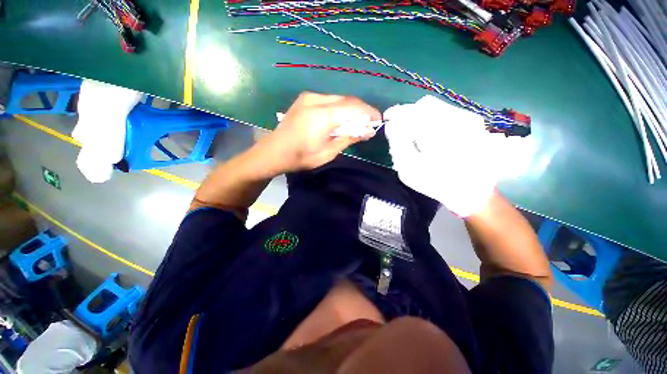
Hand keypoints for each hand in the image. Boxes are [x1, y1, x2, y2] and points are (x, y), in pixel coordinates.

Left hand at [259, 92, 380, 171]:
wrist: (274, 152)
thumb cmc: (301, 157)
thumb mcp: (328, 152)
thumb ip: (349, 138)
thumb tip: (368, 132)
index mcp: (322, 115)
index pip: (353, 107)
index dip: (369, 112)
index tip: (378, 121)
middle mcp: (316, 100)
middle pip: (347, 100)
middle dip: (361, 110)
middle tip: (368, 124)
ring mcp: (309, 97)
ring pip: (338, 98)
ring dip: (350, 109)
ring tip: (356, 123)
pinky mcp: (304, 99)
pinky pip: (329, 100)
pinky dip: (339, 108)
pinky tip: (340, 119)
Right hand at [384, 95, 498, 217]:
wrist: (473, 191)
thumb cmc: (437, 184)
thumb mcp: (409, 170)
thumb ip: (398, 145)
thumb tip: (391, 126)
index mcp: (438, 135)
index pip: (412, 113)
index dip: (396, 113)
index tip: (387, 118)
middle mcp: (456, 121)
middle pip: (424, 105)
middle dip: (408, 113)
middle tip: (399, 127)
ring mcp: (468, 119)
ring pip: (436, 106)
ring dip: (420, 115)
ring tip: (413, 130)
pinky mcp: (473, 121)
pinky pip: (446, 111)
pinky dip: (432, 117)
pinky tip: (429, 132)